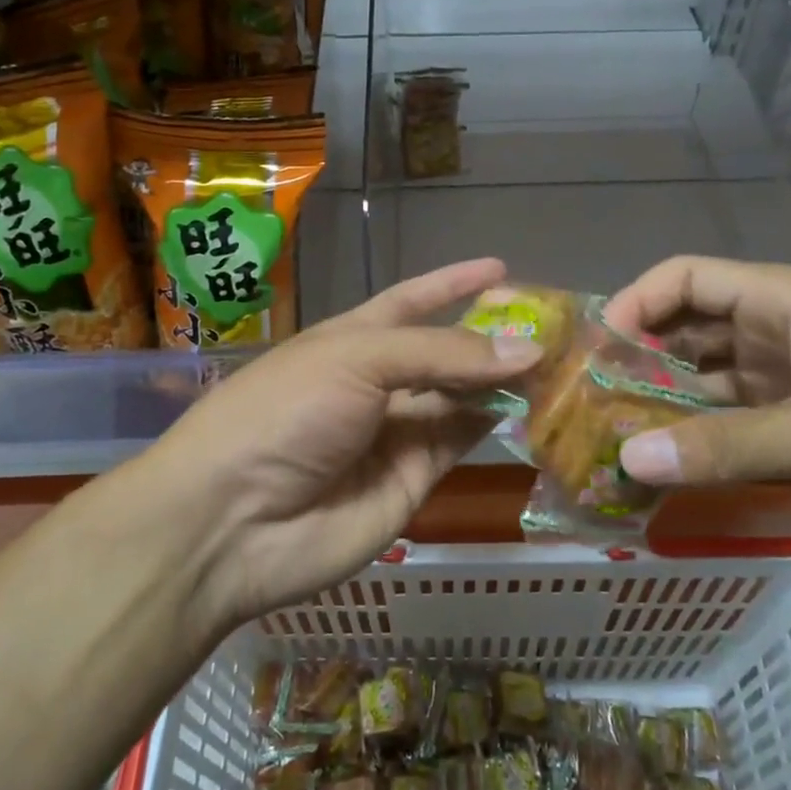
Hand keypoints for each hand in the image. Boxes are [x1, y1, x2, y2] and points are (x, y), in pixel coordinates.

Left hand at [144, 258, 541, 624]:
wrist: (232, 522)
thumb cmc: (285, 412)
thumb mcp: (357, 360)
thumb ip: (443, 353)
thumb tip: (528, 349)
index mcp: (352, 339)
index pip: (411, 301)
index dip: (451, 284)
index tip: (500, 267)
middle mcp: (377, 382)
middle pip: (444, 351)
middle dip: (490, 335)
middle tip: (552, 323)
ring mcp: (395, 432)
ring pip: (461, 397)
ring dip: (502, 379)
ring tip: (558, 360)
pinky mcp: (412, 479)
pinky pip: (461, 441)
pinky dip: (495, 422)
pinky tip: (533, 404)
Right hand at [602, 257, 790, 569]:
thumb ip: (724, 445)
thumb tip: (626, 459)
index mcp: (788, 302)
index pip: (688, 278)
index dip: (635, 304)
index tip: (594, 354)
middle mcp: (783, 333)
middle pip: (690, 331)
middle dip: (639, 362)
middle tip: (588, 409)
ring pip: (710, 384)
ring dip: (666, 408)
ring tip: (614, 444)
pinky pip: (738, 427)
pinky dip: (703, 444)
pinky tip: (669, 473)